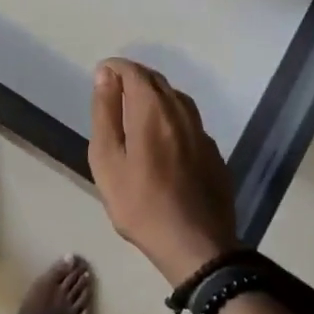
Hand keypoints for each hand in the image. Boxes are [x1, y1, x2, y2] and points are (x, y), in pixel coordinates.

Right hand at [89, 58, 239, 286]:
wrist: (196, 245)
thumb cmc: (141, 203)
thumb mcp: (108, 160)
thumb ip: (106, 113)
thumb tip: (105, 75)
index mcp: (154, 109)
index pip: (134, 72)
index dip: (115, 68)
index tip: (100, 76)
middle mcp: (181, 111)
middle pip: (157, 81)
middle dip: (134, 77)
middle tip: (114, 89)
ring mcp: (202, 132)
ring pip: (177, 99)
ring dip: (155, 94)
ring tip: (136, 109)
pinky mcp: (213, 153)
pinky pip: (189, 121)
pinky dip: (171, 116)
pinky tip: (164, 136)